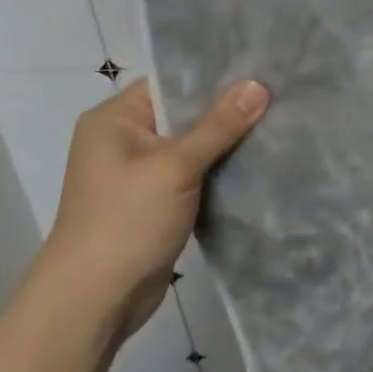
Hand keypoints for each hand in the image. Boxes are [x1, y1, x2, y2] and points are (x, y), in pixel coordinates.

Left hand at [34, 77, 268, 338]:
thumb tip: (259, 84)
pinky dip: (219, 169)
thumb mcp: (176, 166)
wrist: (94, 303)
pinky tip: (257, 160)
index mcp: (114, 119)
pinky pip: (193, 173)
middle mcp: (123, 139)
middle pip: (185, 112)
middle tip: (278, 94)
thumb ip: (219, 125)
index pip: (171, 82)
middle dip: (228, 109)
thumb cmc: (126, 222)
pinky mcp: (155, 201)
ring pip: (193, 145)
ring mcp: (139, 173)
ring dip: (227, 142)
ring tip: (277, 122)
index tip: (261, 68)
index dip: (215, 75)